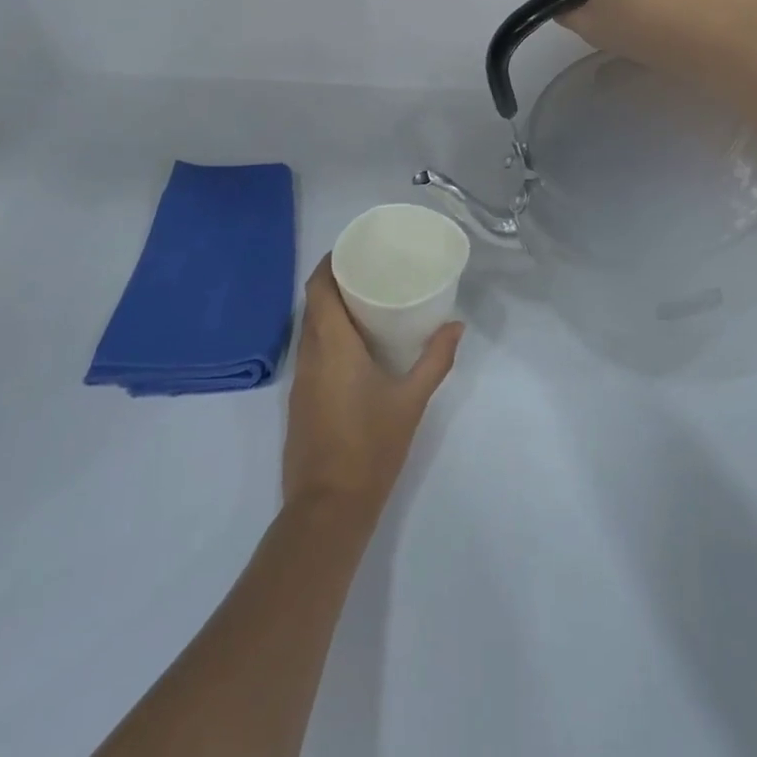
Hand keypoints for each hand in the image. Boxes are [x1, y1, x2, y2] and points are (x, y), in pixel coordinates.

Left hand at [282, 257, 461, 522]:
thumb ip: (435, 359)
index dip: (330, 263)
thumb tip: (456, 325)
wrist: (329, 507)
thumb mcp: (411, 400)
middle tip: (369, 271)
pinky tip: (354, 345)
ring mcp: (300, 379)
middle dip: (334, 282)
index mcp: (332, 346)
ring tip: (365, 301)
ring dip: (329, 309)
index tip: (354, 249)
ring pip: (308, 328)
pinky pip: (310, 351)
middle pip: (312, 304)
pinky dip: (327, 335)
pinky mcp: (300, 400)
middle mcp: (309, 355)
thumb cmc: (371, 446)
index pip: (318, 288)